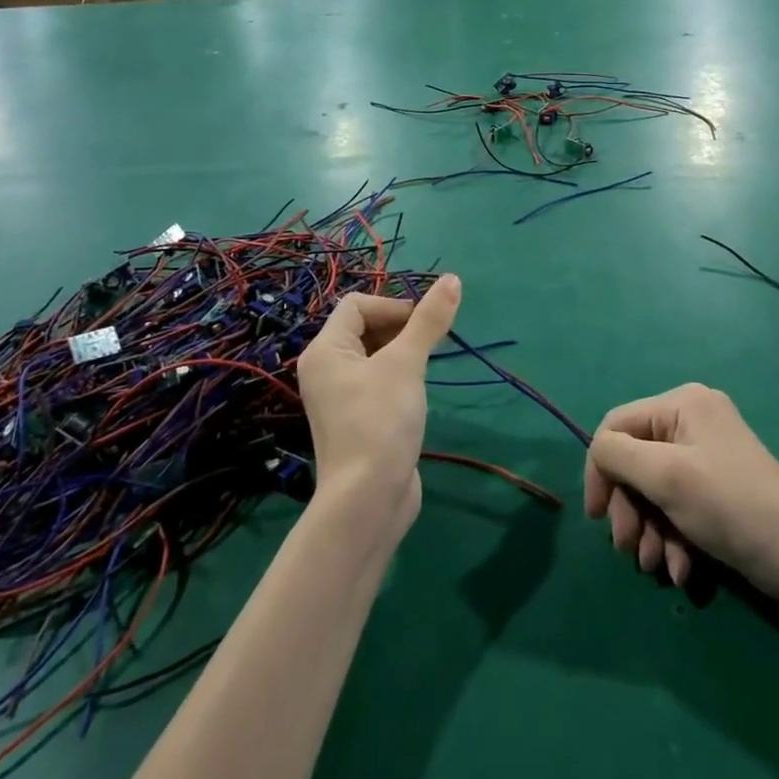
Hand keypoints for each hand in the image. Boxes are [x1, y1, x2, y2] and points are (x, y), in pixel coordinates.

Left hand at [295, 275, 460, 527]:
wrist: (367, 500)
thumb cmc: (381, 421)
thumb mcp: (407, 363)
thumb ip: (429, 320)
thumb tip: (452, 278)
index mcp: (326, 350)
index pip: (358, 304)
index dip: (393, 306)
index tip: (423, 325)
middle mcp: (325, 369)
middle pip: (364, 327)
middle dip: (400, 329)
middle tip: (428, 346)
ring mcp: (339, 397)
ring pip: (373, 355)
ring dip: (402, 353)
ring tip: (423, 370)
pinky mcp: (356, 420)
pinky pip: (376, 382)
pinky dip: (397, 378)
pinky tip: (415, 395)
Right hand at [584, 383, 778, 605]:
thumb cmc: (731, 507)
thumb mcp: (666, 477)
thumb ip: (618, 455)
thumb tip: (598, 452)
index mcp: (681, 403)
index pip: (617, 426)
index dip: (600, 469)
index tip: (596, 515)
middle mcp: (692, 419)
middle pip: (634, 461)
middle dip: (630, 509)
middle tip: (629, 549)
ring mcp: (706, 454)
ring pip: (653, 489)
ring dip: (649, 529)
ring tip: (656, 566)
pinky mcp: (716, 487)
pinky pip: (677, 504)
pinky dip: (672, 536)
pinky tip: (681, 568)